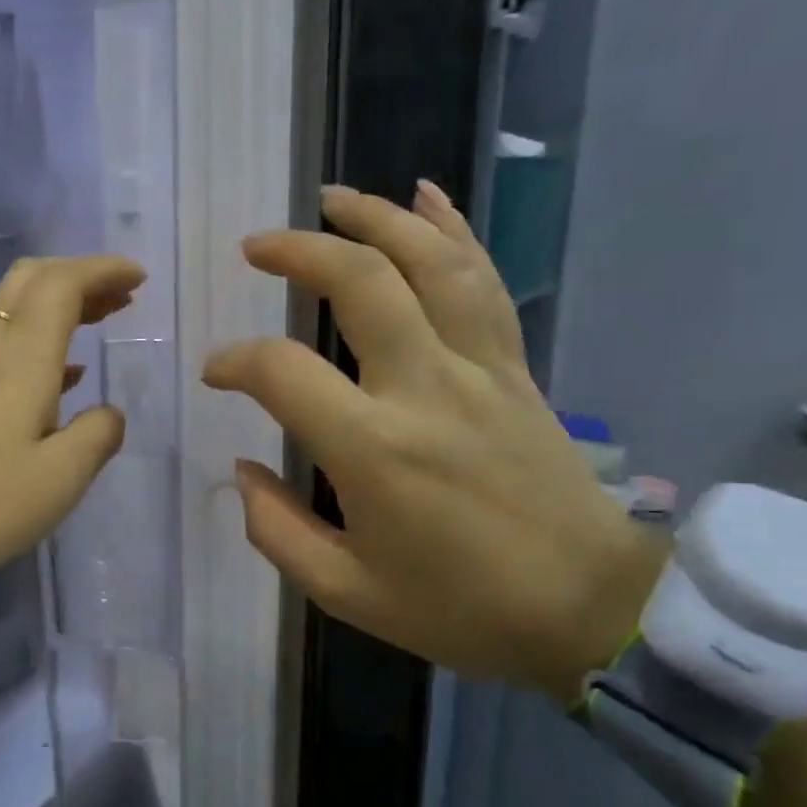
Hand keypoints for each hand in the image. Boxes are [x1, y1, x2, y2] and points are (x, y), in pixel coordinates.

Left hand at [0, 254, 145, 575]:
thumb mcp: (63, 475)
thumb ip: (99, 433)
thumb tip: (108, 413)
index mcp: (22, 358)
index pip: (61, 284)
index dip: (102, 269)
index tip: (141, 277)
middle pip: (31, 280)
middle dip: (80, 274)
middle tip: (123, 294)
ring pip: (17, 308)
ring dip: (62, 302)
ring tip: (105, 318)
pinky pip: (6, 341)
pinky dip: (44, 337)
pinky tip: (69, 372)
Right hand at [202, 183, 662, 698]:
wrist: (590, 610)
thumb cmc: (460, 608)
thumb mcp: (347, 592)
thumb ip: (277, 531)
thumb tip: (243, 470)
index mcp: (373, 449)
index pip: (283, 371)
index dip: (235, 361)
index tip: (216, 372)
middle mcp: (425, 388)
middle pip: (362, 282)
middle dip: (301, 250)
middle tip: (257, 246)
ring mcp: (479, 369)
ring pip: (429, 262)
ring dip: (376, 218)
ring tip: (331, 198)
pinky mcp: (514, 367)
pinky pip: (482, 281)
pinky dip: (452, 229)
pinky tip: (426, 195)